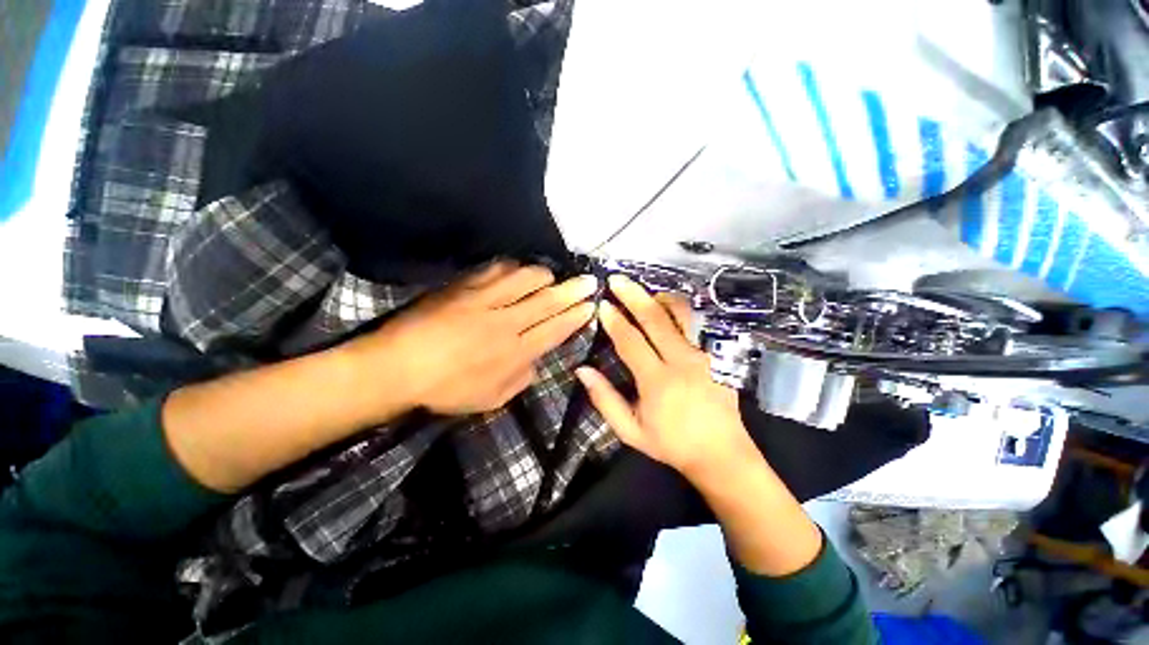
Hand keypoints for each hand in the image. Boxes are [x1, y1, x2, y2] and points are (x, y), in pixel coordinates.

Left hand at [348, 261, 597, 415]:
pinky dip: (512, 267)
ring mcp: (484, 301)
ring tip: (553, 276)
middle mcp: (506, 323)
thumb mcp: (491, 399)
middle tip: (590, 281)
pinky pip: (495, 270)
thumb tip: (537, 361)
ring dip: (544, 275)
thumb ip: (521, 380)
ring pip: (525, 279)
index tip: (590, 306)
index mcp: (514, 354)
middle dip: (573, 291)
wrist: (396, 368)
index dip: (575, 316)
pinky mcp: (463, 287)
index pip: (555, 329)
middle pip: (547, 301)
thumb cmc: (445, 389)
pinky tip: (518, 268)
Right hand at [575, 275, 757, 480]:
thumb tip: (582, 370)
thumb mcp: (630, 431)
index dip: (614, 320)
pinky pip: (697, 324)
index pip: (631, 341)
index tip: (602, 304)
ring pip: (682, 314)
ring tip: (644, 294)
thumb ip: (604, 399)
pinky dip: (679, 312)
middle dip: (633, 295)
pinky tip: (668, 310)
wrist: (721, 454)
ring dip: (660, 298)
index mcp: (657, 381)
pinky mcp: (718, 355)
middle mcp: (682, 362)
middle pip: (655, 319)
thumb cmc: (671, 444)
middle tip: (617, 280)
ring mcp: (704, 355)